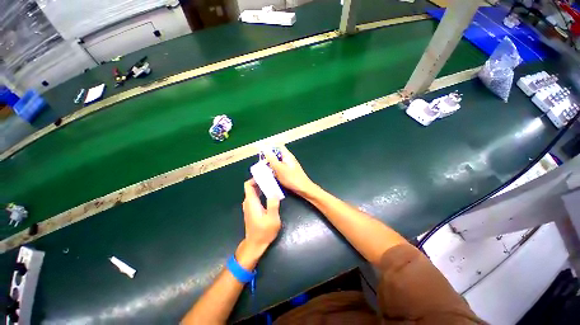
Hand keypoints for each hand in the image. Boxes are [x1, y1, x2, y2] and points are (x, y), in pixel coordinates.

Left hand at [242, 179, 280, 252]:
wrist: (255, 244)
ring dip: (262, 186)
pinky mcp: (252, 210)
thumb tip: (274, 191)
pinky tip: (270, 193)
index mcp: (251, 202)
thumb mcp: (272, 219)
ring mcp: (249, 206)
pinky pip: (255, 197)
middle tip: (272, 178)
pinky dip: (261, 192)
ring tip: (272, 183)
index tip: (265, 175)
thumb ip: (273, 204)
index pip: (248, 185)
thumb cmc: (264, 232)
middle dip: (260, 181)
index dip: (255, 178)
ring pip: (253, 192)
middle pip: (251, 187)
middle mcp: (248, 202)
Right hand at [262, 145, 316, 196]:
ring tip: (265, 171)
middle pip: (277, 155)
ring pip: (277, 163)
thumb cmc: (292, 178)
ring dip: (271, 166)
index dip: (269, 148)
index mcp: (287, 155)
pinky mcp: (289, 172)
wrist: (303, 189)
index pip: (277, 147)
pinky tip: (272, 176)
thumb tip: (265, 149)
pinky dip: (275, 171)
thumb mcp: (279, 168)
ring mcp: (289, 166)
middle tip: (262, 165)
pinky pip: (279, 169)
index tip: (262, 154)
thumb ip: (272, 159)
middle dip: (269, 159)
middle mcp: (288, 159)